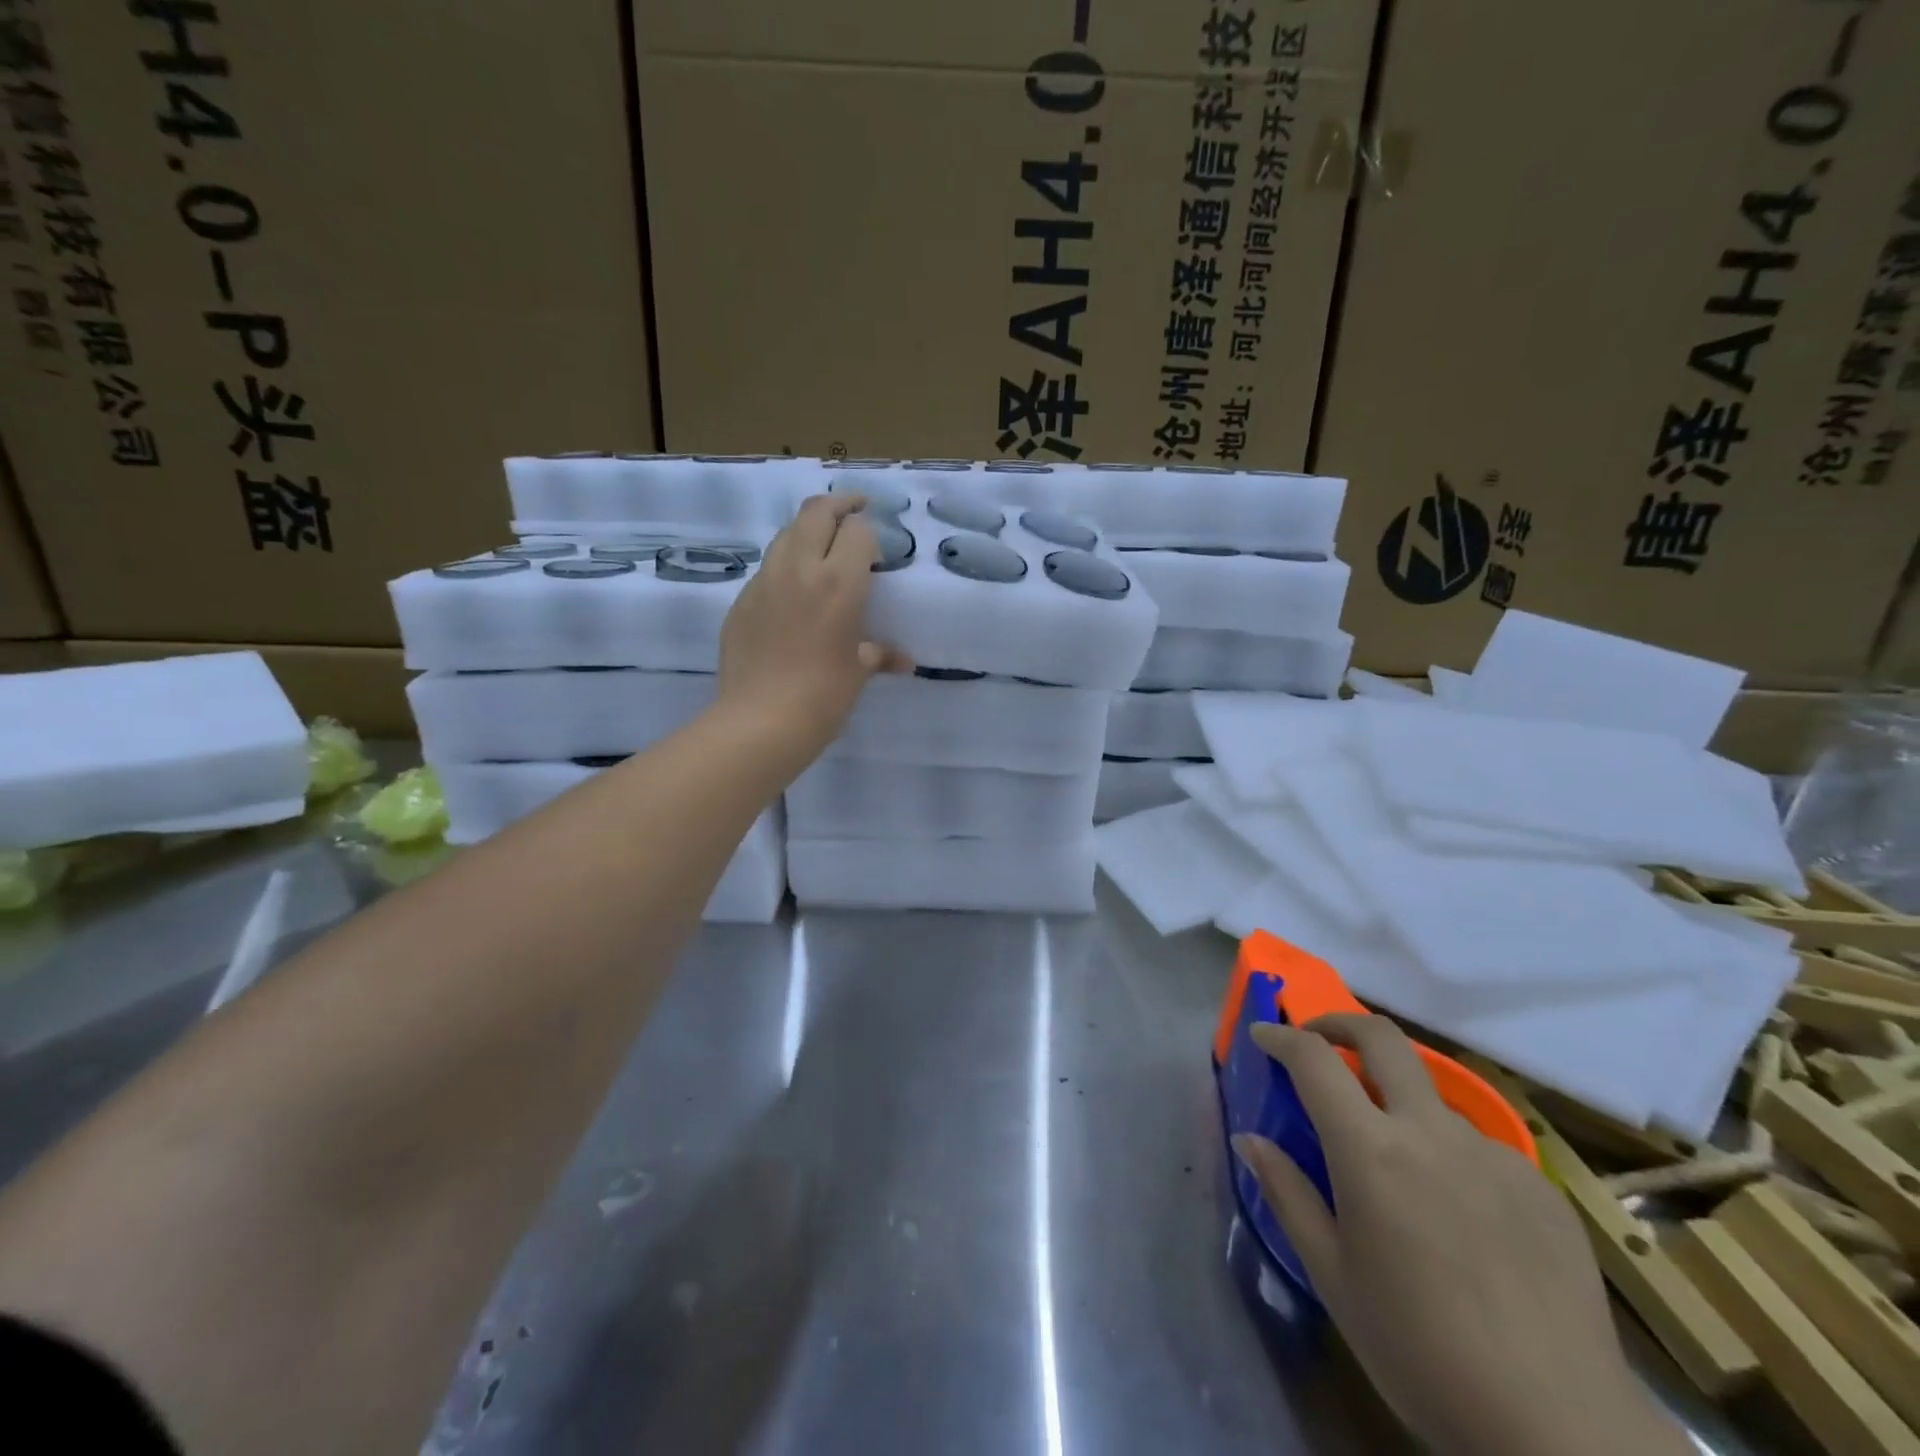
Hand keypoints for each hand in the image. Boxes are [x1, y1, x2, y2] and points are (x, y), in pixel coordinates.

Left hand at [716, 493, 910, 768]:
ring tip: (821, 547)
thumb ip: (879, 654)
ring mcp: (765, 582)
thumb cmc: (823, 697)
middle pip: (816, 512)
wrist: (760, 722)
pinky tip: (792, 594)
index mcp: (839, 582)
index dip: (868, 532)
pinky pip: (767, 570)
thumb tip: (903, 661)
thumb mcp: (858, 673)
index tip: (876, 547)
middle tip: (853, 511)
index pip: (857, 530)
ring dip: (807, 531)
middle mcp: (800, 569)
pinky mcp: (741, 601)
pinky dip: (784, 567)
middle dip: (838, 506)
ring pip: (786, 534)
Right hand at [1233, 1016, 1690, 1455]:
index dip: (1281, 1037)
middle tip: (1319, 1039)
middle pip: (1382, 1038)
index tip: (1264, 1037)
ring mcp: (1492, 1154)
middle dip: (1340, 1023)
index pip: (1314, 1059)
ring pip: (1432, 1098)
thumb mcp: (1331, 1274)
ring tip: (1395, 1167)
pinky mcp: (1540, 1186)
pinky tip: (1458, 1217)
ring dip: (1398, 1104)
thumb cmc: (1419, 1350)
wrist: (1561, 1430)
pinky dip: (1448, 1155)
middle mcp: (1430, 1132)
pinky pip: (1478, 1148)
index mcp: (1370, 1150)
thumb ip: (1287, 1193)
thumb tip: (1249, 1140)